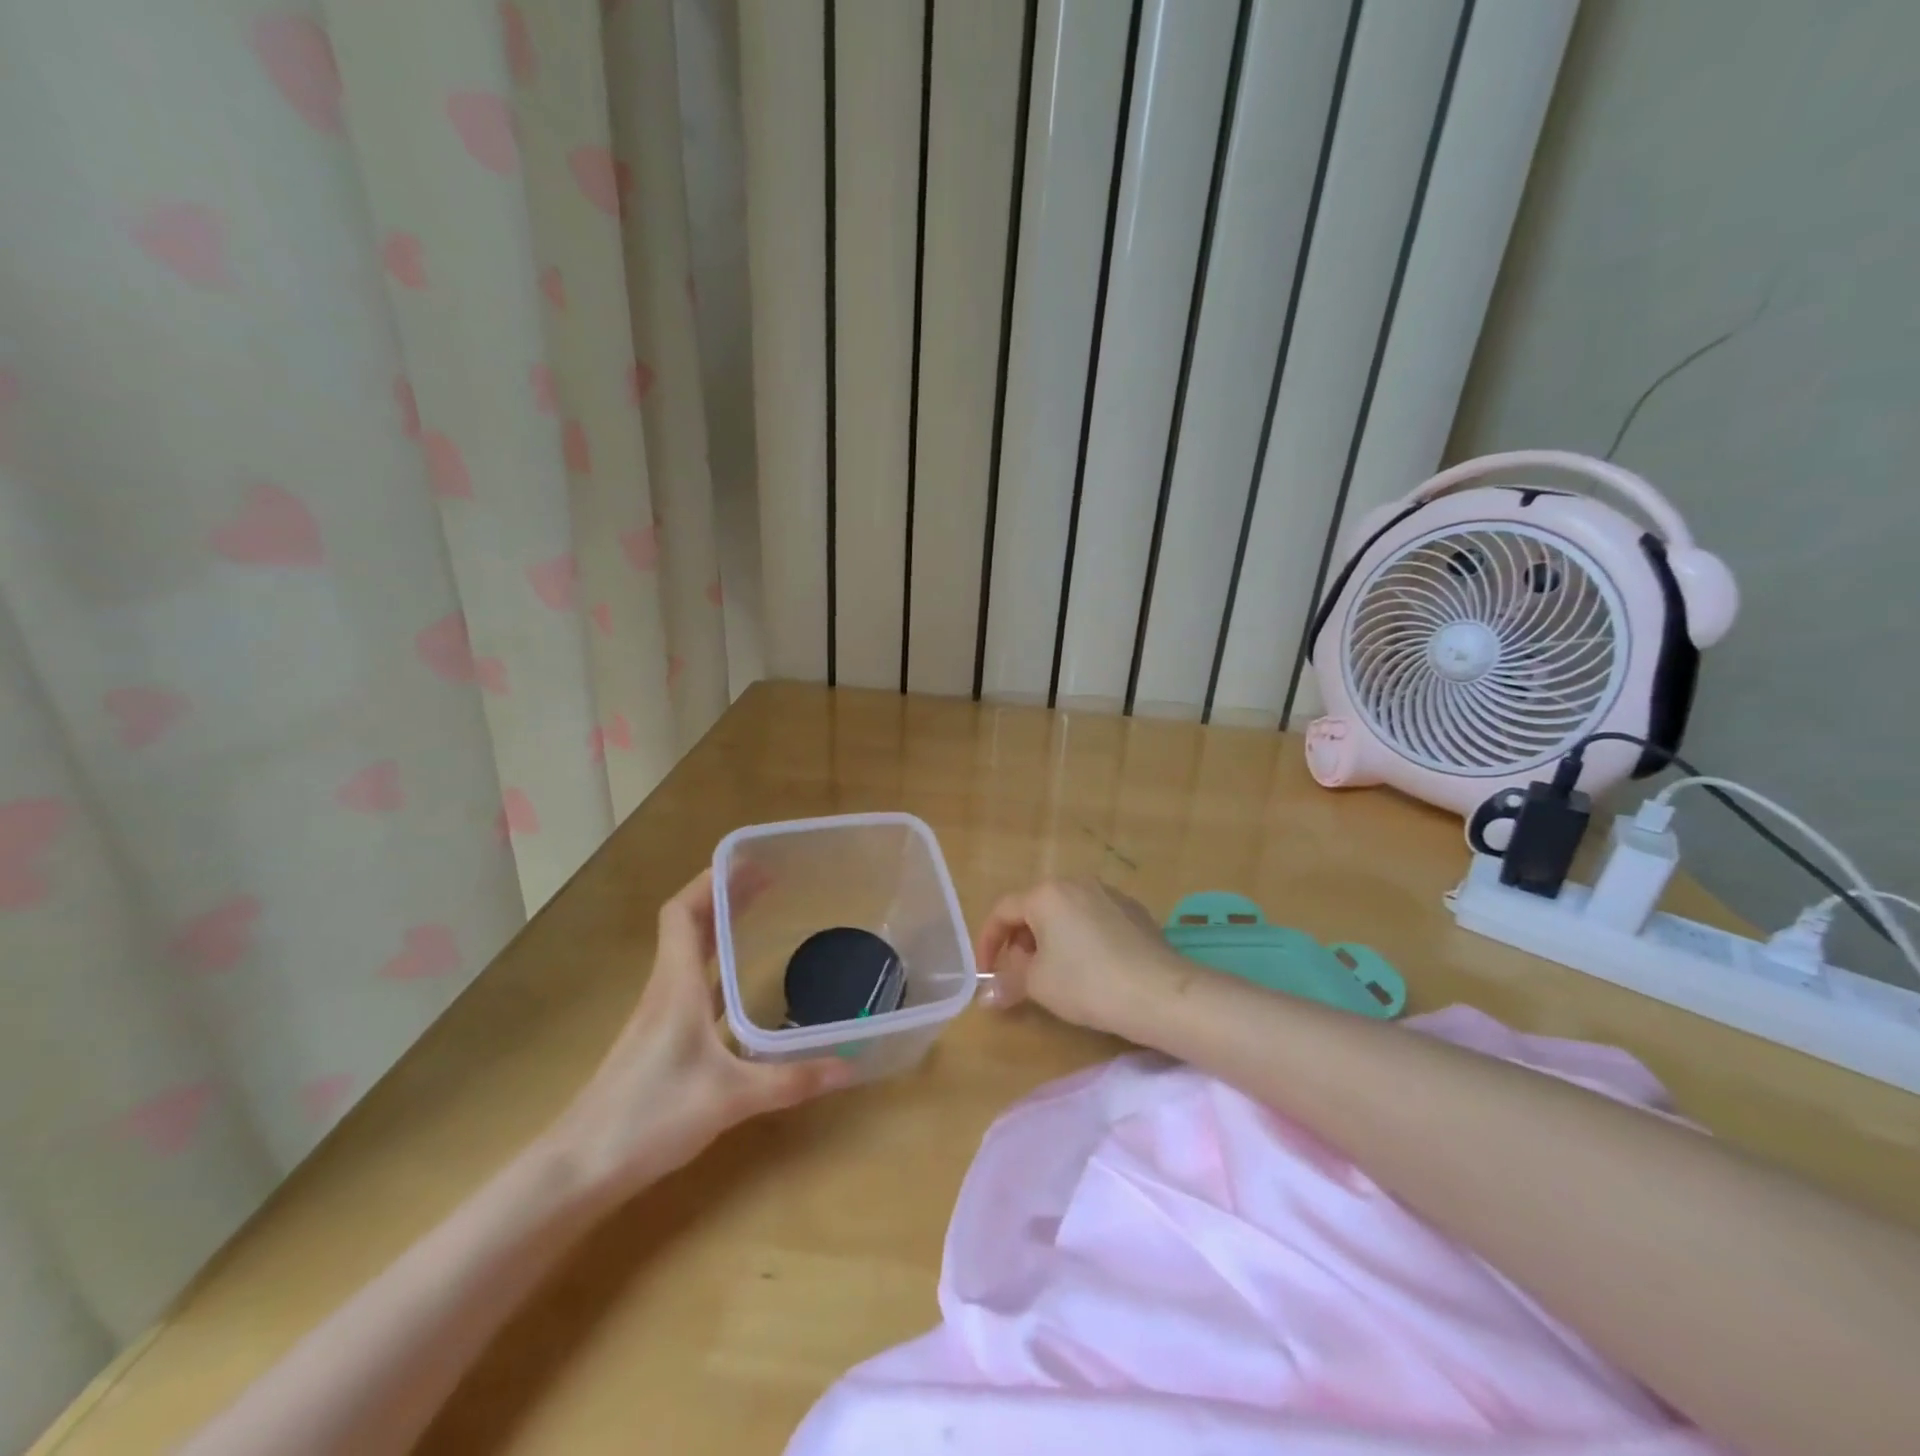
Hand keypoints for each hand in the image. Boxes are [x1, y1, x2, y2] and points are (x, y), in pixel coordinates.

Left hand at [549, 870, 854, 1203]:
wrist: (578, 1169)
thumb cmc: (650, 1117)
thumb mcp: (729, 1098)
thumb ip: (789, 1080)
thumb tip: (847, 1067)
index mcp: (676, 986)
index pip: (683, 913)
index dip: (711, 881)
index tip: (748, 862)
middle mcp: (665, 991)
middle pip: (689, 925)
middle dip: (725, 896)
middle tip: (767, 879)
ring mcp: (658, 1017)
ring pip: (688, 954)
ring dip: (718, 928)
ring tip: (754, 915)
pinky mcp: (657, 1041)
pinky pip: (691, 985)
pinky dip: (714, 967)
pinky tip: (736, 984)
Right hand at [973, 878, 1183, 1034]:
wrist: (1160, 992)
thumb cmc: (1087, 983)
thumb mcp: (1038, 986)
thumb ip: (1008, 983)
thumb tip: (987, 995)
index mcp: (1046, 894)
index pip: (1003, 911)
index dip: (987, 942)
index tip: (987, 973)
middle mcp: (1076, 883)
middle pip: (1035, 909)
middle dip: (1020, 943)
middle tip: (1020, 976)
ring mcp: (1109, 894)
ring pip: (1065, 914)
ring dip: (1050, 941)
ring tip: (1054, 975)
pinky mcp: (1134, 911)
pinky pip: (1093, 920)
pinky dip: (1080, 940)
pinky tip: (1091, 970)